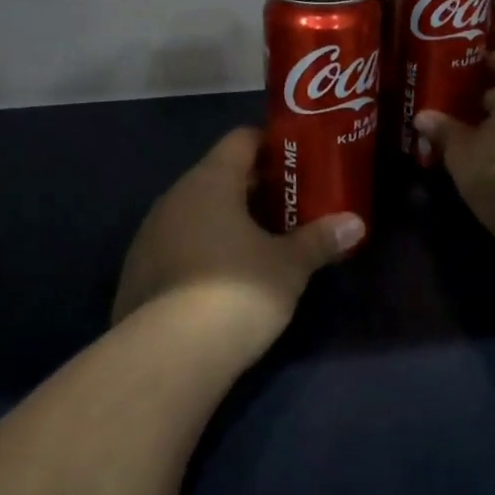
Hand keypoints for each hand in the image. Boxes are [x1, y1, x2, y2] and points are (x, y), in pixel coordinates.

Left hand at [115, 127, 364, 351]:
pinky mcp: (138, 270)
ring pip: (195, 211)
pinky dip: (202, 248)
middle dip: (254, 188)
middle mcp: (175, 196)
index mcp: (210, 180)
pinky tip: (222, 278)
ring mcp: (150, 233)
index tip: (298, 162)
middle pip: (218, 175)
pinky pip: (178, 243)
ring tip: (260, 243)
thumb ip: (319, 240)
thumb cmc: (237, 290)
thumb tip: (355, 224)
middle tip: (289, 206)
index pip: (241, 140)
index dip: (270, 145)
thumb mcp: (289, 266)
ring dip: (226, 220)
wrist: (169, 354)